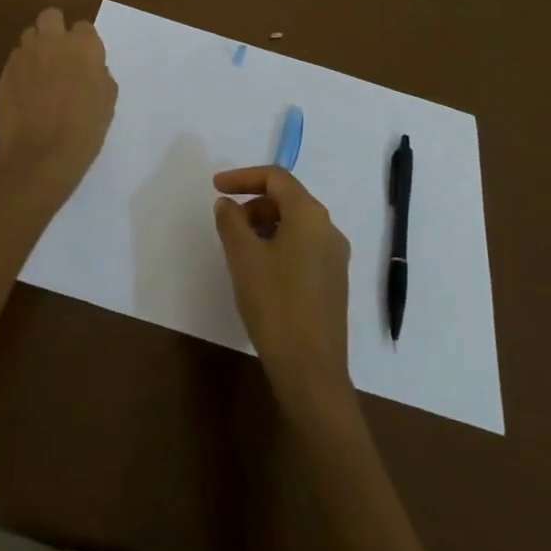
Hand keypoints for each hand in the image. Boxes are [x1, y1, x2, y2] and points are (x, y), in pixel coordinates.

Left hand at [0, 8, 116, 199]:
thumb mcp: (107, 99)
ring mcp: (26, 54)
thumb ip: (99, 73)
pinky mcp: (5, 70)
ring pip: (29, 34)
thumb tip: (90, 69)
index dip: (83, 42)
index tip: (83, 59)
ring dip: (36, 46)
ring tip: (39, 70)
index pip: (84, 27)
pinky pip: (15, 58)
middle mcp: (54, 42)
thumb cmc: (84, 129)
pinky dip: (21, 67)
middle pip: (51, 16)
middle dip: (54, 28)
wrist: (42, 153)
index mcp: (85, 46)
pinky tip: (25, 89)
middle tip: (58, 53)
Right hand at [214, 166, 353, 413]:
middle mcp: (329, 228)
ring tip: (239, 250)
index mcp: (310, 214)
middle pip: (287, 199)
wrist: (312, 372)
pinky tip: (260, 272)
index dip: (243, 177)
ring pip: (295, 225)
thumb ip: (231, 221)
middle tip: (226, 224)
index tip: (216, 187)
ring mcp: (335, 257)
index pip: (276, 178)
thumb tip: (228, 204)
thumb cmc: (275, 305)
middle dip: (253, 204)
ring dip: (265, 226)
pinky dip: (278, 245)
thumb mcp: (243, 257)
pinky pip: (303, 247)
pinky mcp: (334, 282)